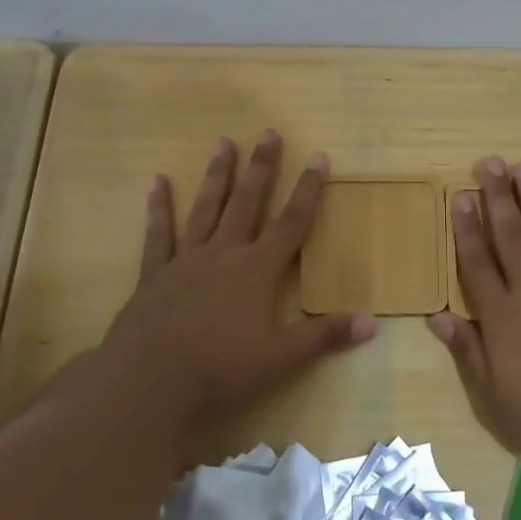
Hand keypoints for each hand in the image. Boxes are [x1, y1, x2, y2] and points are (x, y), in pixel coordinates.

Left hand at [81, 131, 375, 452]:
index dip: (308, 191)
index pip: (291, 223)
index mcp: (256, 271)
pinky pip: (158, 235)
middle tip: (268, 133)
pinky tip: (157, 182)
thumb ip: (324, 336)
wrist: (148, 386)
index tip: (319, 157)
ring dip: (216, 176)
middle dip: (261, 168)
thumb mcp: (280, 359)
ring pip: (205, 209)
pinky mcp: (154, 276)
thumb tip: (372, 322)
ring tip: (222, 142)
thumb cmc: (220, 372)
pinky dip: (158, 208)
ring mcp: (185, 262)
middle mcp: (223, 255)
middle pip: (247, 203)